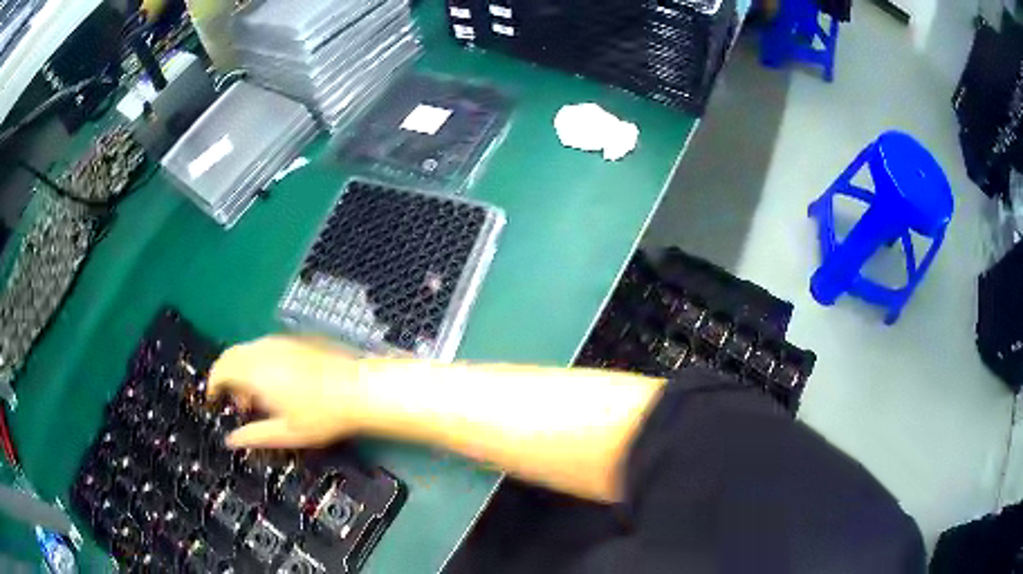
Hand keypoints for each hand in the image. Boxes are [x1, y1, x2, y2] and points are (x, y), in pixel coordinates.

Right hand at [207, 336, 370, 448]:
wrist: (360, 389)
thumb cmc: (321, 415)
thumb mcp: (285, 433)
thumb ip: (254, 436)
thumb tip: (231, 441)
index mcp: (254, 371)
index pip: (220, 370)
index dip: (212, 385)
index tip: (214, 401)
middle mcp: (263, 350)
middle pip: (231, 356)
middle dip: (227, 378)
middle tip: (240, 406)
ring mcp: (281, 341)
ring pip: (248, 351)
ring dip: (243, 371)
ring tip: (260, 399)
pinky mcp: (296, 339)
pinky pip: (266, 347)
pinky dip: (259, 363)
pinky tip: (277, 384)